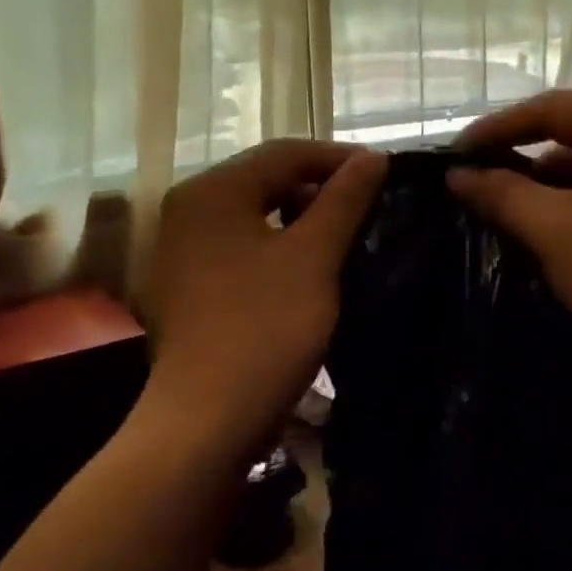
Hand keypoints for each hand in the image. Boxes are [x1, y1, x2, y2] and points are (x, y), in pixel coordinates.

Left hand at [140, 139, 385, 456]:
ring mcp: (183, 252)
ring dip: (305, 223)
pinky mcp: (190, 288)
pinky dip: (281, 251)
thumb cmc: (265, 328)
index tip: (388, 175)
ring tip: (350, 238)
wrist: (209, 417)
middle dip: (322, 190)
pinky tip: (313, 271)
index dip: (341, 158)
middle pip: (267, 182)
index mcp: (213, 192)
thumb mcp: (313, 258)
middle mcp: (188, 211)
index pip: (285, 153)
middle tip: (372, 208)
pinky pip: (244, 251)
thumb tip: (372, 158)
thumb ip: (343, 201)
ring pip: (257, 219)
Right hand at [449, 92, 571, 404]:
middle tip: (474, 186)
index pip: (552, 108)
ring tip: (500, 217)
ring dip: (545, 194)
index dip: (496, 129)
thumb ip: (501, 194)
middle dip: (521, 163)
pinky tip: (542, 241)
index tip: (454, 155)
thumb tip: (457, 173)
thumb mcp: (553, 230)